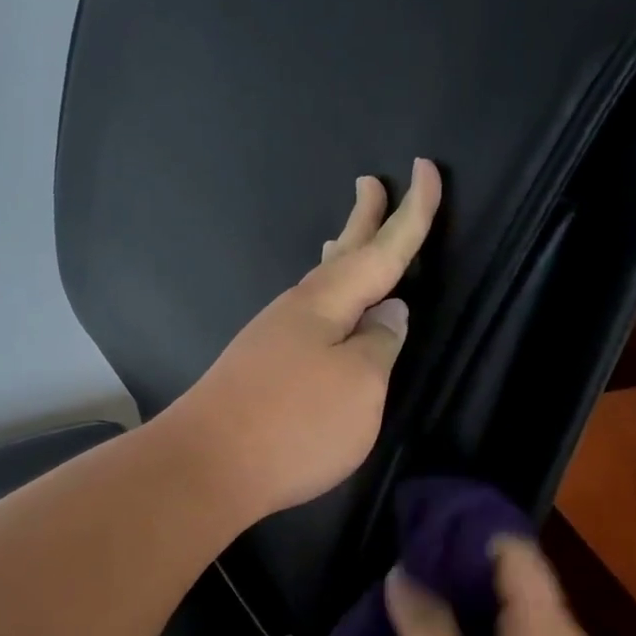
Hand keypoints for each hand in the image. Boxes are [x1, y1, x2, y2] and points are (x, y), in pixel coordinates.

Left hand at [165, 159, 441, 520]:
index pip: (382, 250)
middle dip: (363, 220)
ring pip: (318, 287)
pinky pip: (305, 318)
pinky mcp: (259, 369)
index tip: (428, 168)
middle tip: (372, 182)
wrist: (208, 467)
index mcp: (327, 303)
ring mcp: (272, 339)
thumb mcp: (360, 385)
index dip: (412, 214)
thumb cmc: (295, 424)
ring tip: (347, 238)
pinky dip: (324, 303)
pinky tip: (324, 315)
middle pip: (341, 256)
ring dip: (339, 259)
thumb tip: (389, 313)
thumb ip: (380, 344)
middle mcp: (297, 310)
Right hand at [385, 537, 601, 635]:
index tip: (421, 528)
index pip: (514, 551)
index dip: (467, 533)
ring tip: (415, 592)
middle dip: (461, 566)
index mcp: (547, 627)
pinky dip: (477, 632)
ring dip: (466, 601)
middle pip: (515, 579)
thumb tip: (403, 573)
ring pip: (511, 614)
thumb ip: (423, 622)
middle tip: (409, 560)